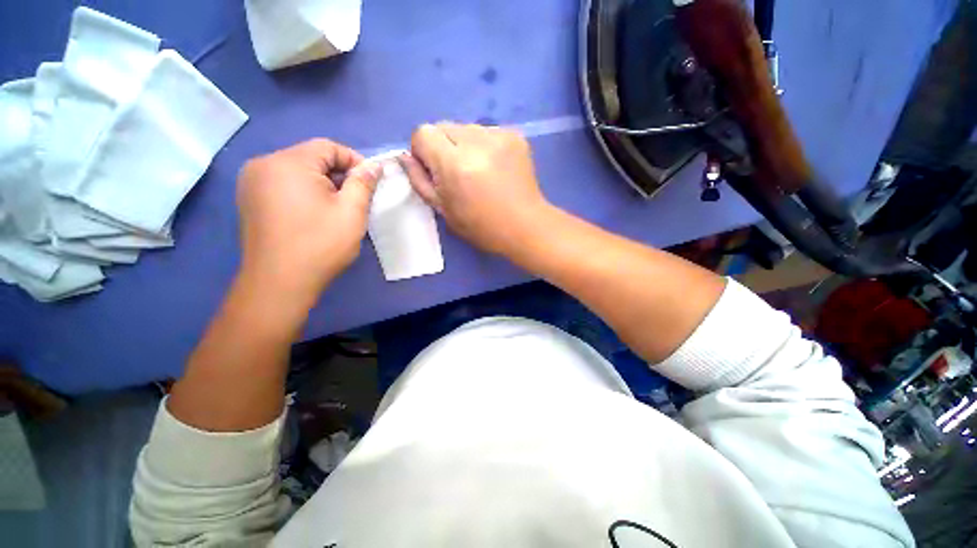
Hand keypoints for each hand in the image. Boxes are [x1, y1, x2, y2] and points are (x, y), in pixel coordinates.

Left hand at [236, 139, 381, 303]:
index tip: (370, 183)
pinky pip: (283, 184)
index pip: (328, 146)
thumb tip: (375, 166)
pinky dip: (304, 192)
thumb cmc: (320, 244)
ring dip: (322, 184)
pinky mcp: (249, 199)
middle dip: (338, 175)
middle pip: (311, 157)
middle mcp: (263, 164)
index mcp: (288, 163)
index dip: (355, 161)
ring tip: (337, 209)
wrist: (279, 283)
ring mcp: (251, 182)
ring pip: (297, 171)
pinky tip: (314, 215)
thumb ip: (364, 183)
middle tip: (356, 200)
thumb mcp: (352, 212)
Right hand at [399, 123, 549, 255]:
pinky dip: (483, 145)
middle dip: (442, 147)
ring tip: (477, 171)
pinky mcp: (516, 136)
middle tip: (456, 173)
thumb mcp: (444, 211)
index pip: (423, 132)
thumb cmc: (482, 227)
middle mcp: (477, 142)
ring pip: (466, 128)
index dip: (423, 151)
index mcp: (455, 164)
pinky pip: (487, 132)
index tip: (433, 171)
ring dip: (463, 145)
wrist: (525, 226)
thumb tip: (406, 157)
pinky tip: (493, 167)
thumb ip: (420, 181)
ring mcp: (500, 136)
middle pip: (444, 125)